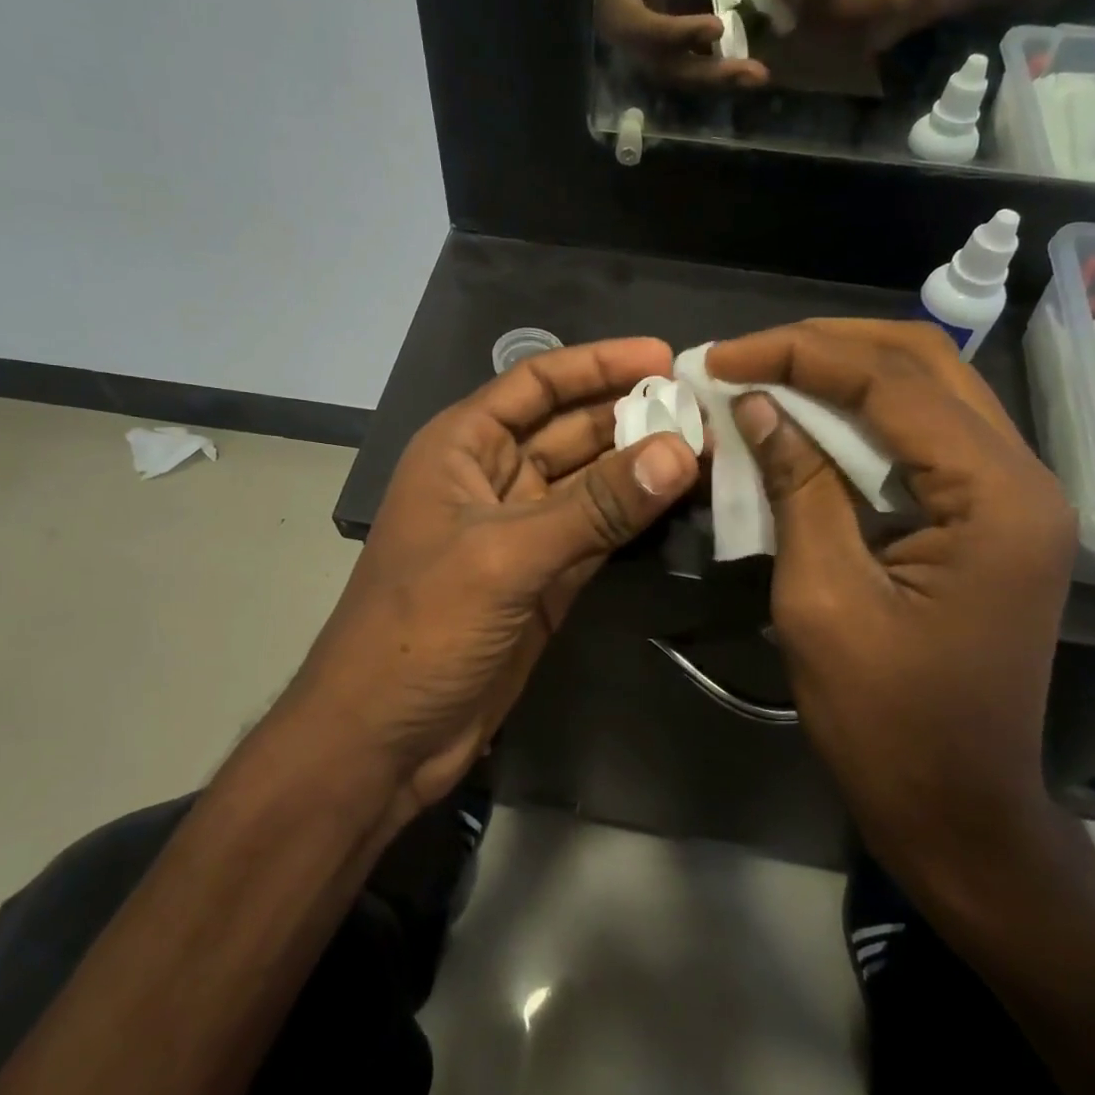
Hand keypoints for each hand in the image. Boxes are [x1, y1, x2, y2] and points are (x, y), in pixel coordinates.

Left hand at [285, 339, 699, 826]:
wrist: (383, 737)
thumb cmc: (421, 628)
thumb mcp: (505, 556)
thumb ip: (595, 506)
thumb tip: (681, 453)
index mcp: (461, 448)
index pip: (536, 384)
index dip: (598, 365)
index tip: (665, 358)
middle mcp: (492, 479)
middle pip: (571, 430)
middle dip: (632, 416)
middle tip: (706, 409)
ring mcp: (522, 532)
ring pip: (591, 483)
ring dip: (642, 467)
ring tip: (710, 447)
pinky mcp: (545, 580)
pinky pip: (599, 533)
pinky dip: (636, 519)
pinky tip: (682, 501)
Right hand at [596, 0, 769, 86]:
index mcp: (616, 3)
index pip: (647, 29)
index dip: (681, 33)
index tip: (718, 27)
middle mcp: (627, 39)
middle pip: (667, 67)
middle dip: (711, 71)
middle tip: (754, 73)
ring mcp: (642, 50)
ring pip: (679, 74)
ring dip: (719, 77)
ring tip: (756, 75)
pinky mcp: (657, 52)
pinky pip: (686, 66)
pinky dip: (716, 67)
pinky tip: (746, 66)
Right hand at [707, 321, 1075, 877]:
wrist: (957, 806)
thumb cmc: (886, 718)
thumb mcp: (822, 597)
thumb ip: (796, 486)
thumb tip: (756, 404)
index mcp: (993, 495)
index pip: (890, 380)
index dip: (796, 354)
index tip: (719, 357)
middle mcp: (1020, 475)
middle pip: (923, 362)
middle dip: (824, 345)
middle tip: (743, 356)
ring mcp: (1012, 495)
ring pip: (927, 390)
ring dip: (842, 373)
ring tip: (765, 374)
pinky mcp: (988, 516)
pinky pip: (924, 437)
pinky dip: (861, 416)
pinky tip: (807, 420)